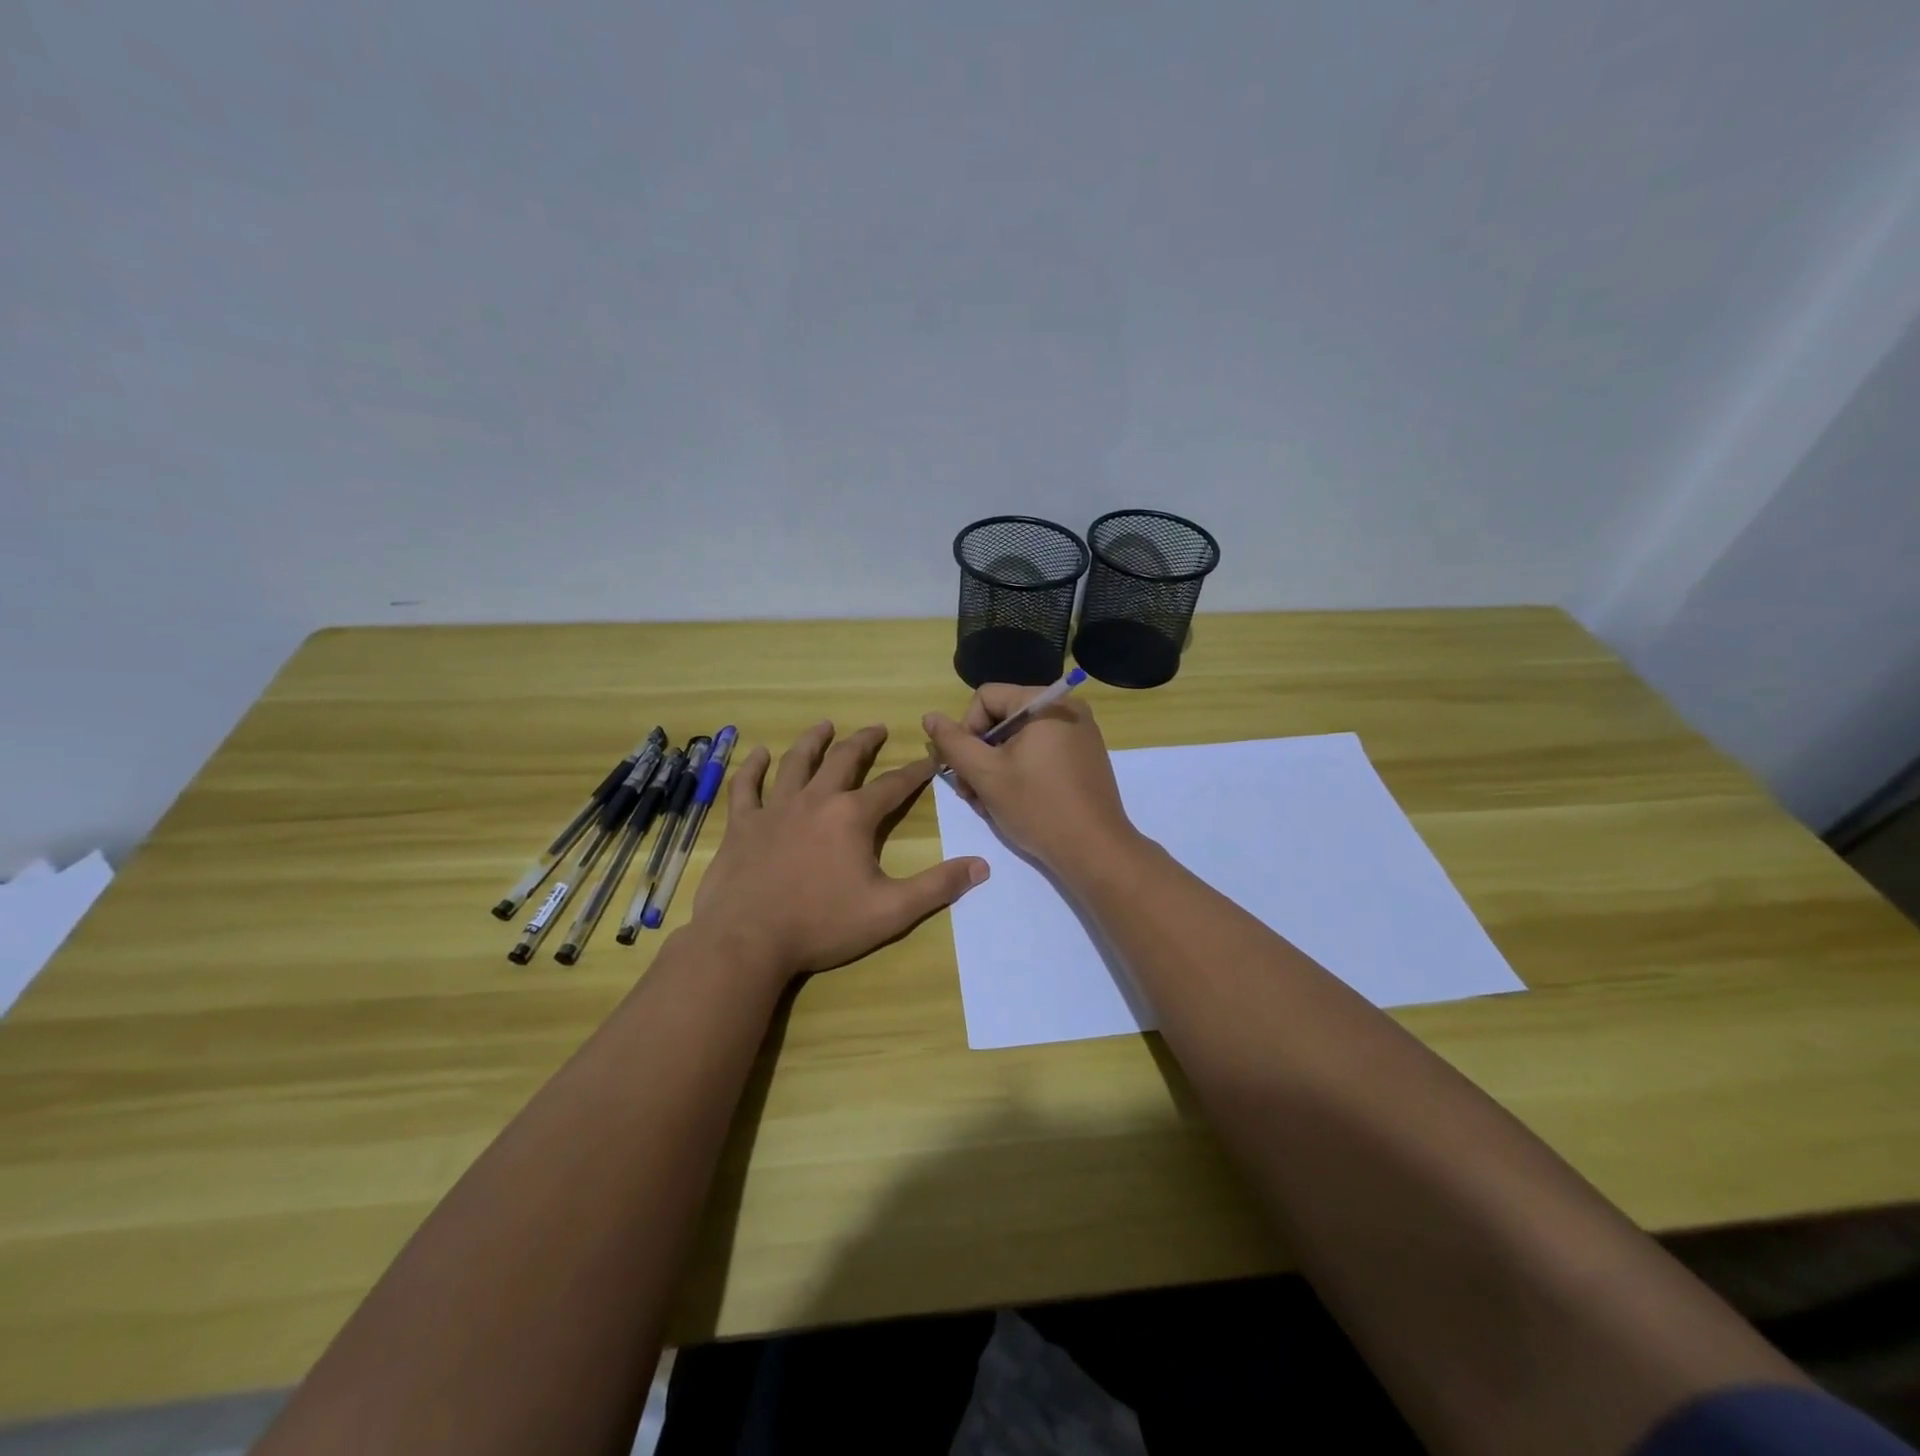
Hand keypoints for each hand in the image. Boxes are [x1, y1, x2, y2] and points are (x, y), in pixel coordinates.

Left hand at [690, 721, 988, 979]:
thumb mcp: (891, 911)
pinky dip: (752, 768)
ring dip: (813, 741)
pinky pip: (746, 787)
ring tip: (824, 726)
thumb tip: (981, 866)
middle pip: (844, 760)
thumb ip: (937, 887)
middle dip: (864, 742)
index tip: (931, 759)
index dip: (916, 771)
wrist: (748, 941)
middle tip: (877, 728)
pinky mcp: (742, 825)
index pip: (893, 786)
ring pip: (796, 763)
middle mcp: (815, 800)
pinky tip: (758, 753)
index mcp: (852, 817)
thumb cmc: (822, 925)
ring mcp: (774, 809)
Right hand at [922, 685, 1139, 872]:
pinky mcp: (1084, 758)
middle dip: (979, 754)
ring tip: (986, 803)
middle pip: (1002, 718)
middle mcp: (1067, 709)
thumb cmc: (1037, 807)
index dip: (966, 730)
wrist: (1095, 851)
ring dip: (994, 768)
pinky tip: (1010, 802)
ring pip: (1018, 740)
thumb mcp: (985, 774)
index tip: (964, 768)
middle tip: (969, 792)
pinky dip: (1019, 772)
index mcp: (1047, 702)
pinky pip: (1040, 753)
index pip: (986, 697)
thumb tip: (930, 716)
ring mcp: (1079, 734)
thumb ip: (953, 742)